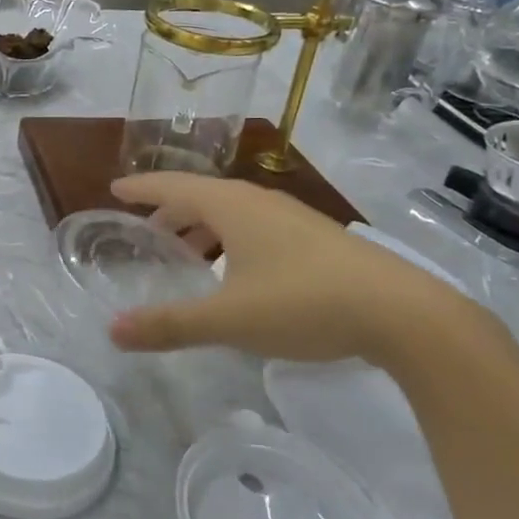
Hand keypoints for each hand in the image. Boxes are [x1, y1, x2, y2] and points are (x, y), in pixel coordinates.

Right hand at [105, 172, 457, 364]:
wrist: (406, 314)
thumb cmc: (305, 304)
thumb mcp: (229, 320)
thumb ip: (170, 325)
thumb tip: (112, 331)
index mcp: (232, 207)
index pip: (173, 186)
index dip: (141, 188)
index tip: (115, 189)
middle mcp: (259, 202)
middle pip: (202, 196)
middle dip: (169, 210)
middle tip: (145, 230)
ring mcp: (293, 218)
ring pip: (232, 212)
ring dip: (202, 226)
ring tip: (186, 253)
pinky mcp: (317, 239)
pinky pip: (256, 226)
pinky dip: (230, 238)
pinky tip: (238, 272)